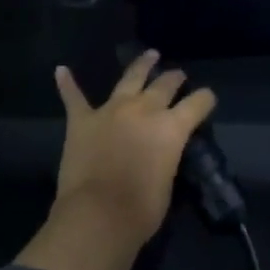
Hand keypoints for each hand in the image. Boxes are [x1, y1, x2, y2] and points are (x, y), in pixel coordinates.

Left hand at [52, 49, 217, 249]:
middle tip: (178, 75)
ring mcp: (111, 110)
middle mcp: (144, 109)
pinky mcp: (82, 119)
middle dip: (174, 78)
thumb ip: (166, 157)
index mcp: (171, 127)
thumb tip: (160, 152)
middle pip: (164, 85)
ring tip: (149, 55)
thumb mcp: (168, 181)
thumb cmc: (141, 210)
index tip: (208, 97)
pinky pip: (74, 97)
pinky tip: (61, 71)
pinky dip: (67, 84)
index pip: (197, 104)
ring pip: (129, 78)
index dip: (205, 99)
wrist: (98, 214)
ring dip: (141, 65)